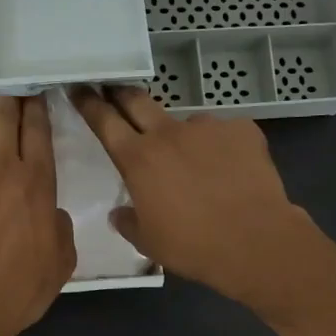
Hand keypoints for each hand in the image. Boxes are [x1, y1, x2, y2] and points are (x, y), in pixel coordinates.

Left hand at [0, 95, 75, 335]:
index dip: (36, 110)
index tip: (33, 96)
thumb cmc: (16, 291)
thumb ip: (57, 227)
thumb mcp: (60, 264)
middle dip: (7, 107)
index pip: (38, 133)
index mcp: (36, 184)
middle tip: (6, 104)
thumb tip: (48, 213)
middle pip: (2, 121)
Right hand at [69, 85, 322, 309]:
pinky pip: (224, 134)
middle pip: (137, 101)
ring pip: (186, 125)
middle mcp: (169, 134)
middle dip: (122, 94)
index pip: (104, 121)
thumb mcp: (148, 242)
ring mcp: (208, 127)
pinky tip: (232, 173)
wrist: (255, 242)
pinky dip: (221, 149)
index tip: (79, 88)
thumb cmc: (193, 246)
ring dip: (183, 138)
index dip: (88, 102)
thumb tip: (120, 212)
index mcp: (138, 160)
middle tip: (115, 93)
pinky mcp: (242, 130)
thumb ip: (128, 221)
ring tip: (200, 168)